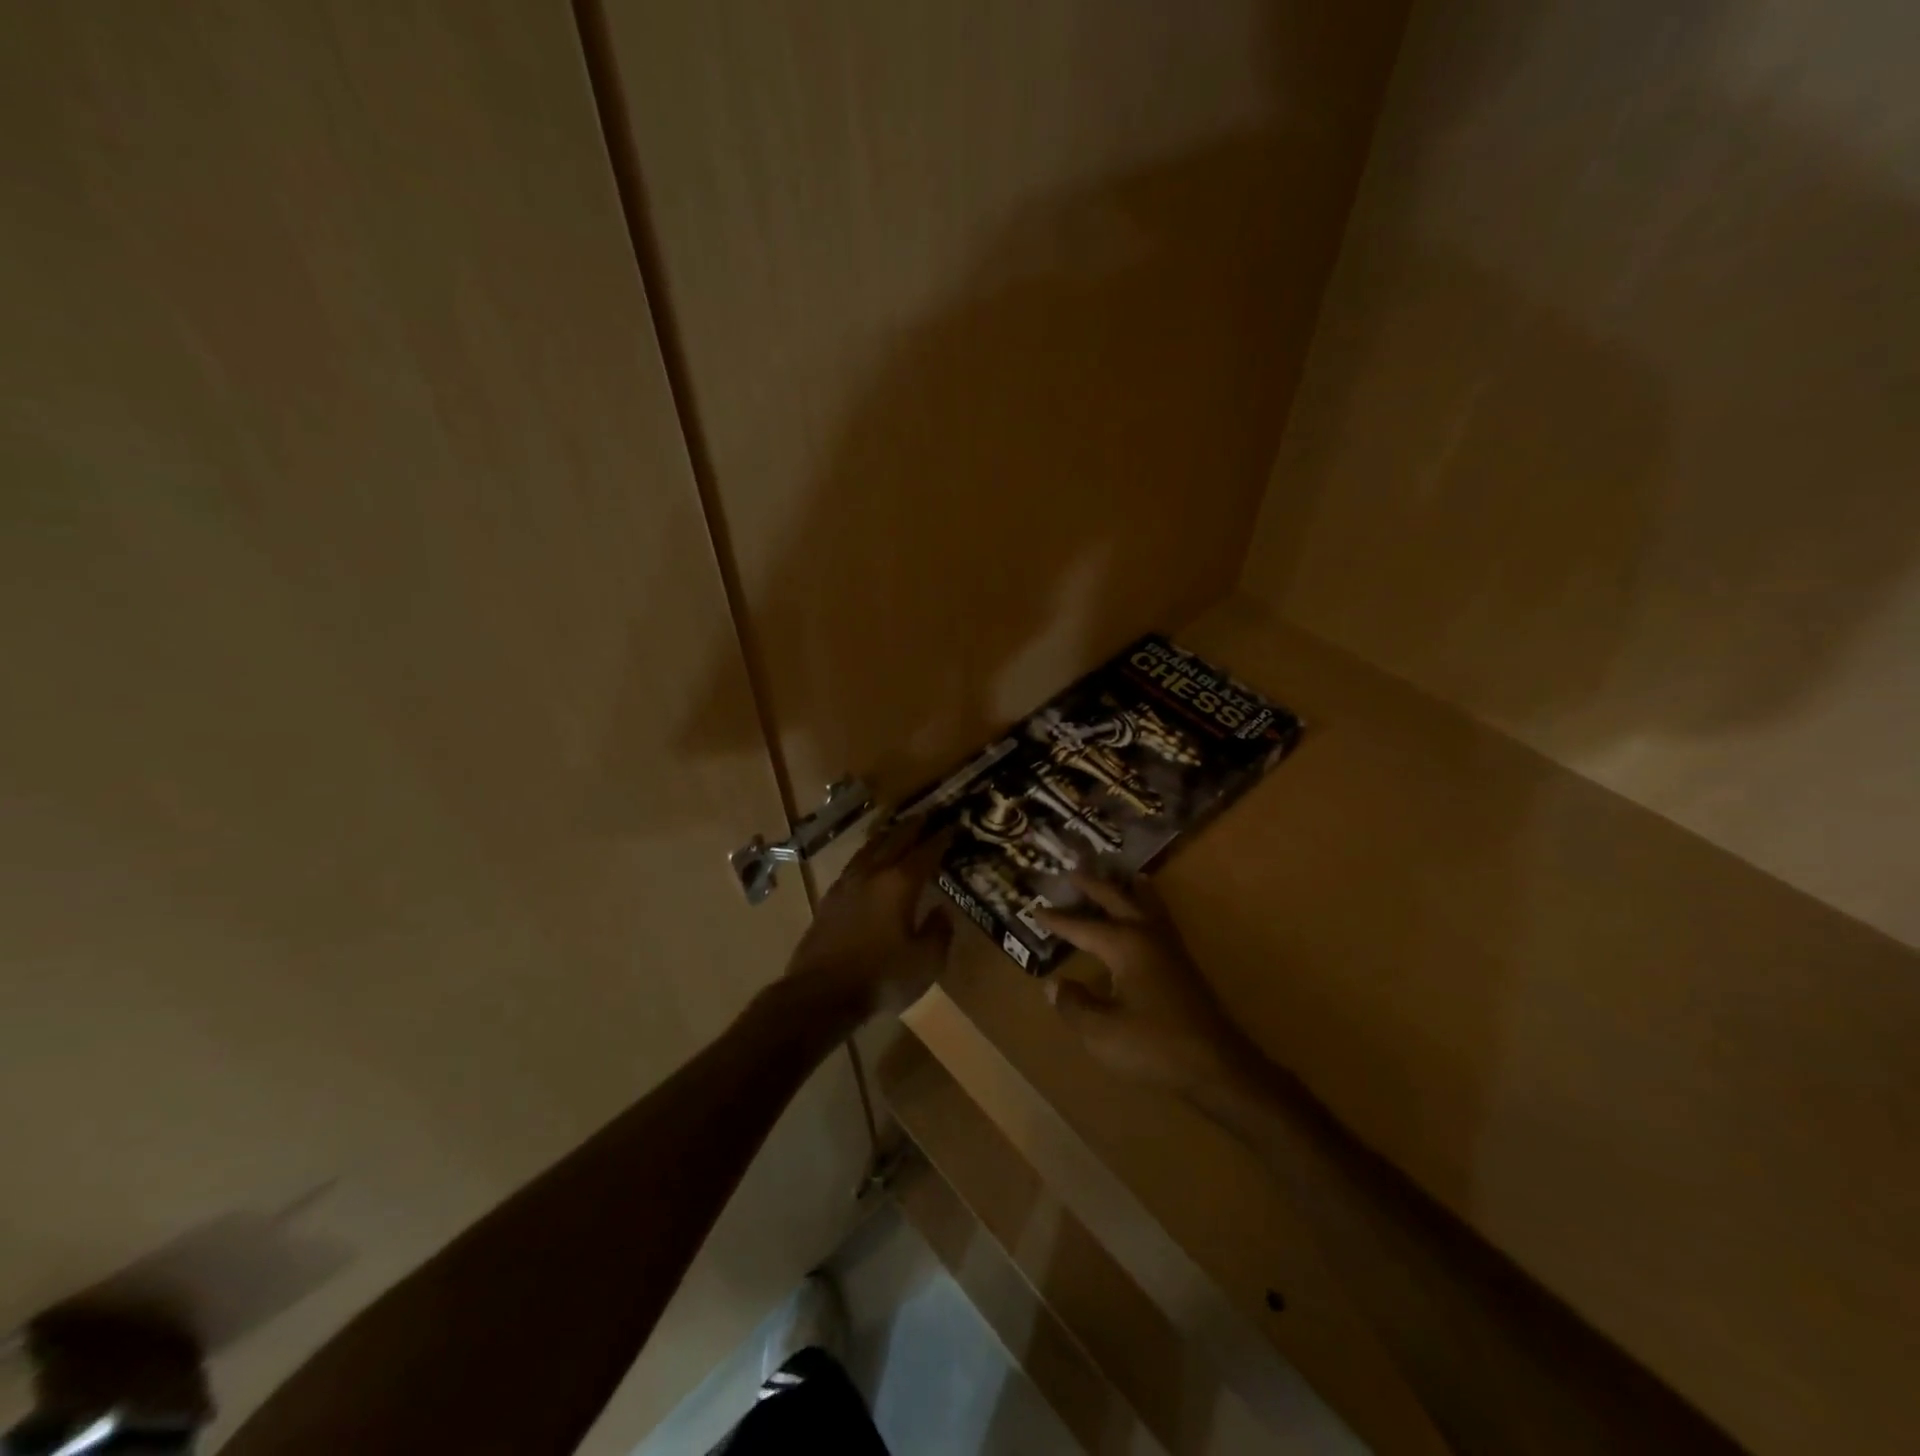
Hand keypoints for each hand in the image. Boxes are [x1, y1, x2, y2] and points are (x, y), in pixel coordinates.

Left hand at [784, 817, 954, 1019]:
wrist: (819, 994)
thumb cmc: (880, 978)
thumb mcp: (925, 963)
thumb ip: (939, 933)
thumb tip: (942, 911)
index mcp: (899, 884)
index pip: (925, 852)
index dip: (941, 838)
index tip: (953, 825)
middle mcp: (872, 875)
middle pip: (894, 840)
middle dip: (913, 826)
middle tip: (926, 815)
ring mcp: (846, 885)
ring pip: (869, 848)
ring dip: (886, 836)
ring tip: (896, 829)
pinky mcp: (828, 899)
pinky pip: (853, 865)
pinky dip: (867, 855)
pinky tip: (867, 862)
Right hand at [1035, 873, 1253, 1096]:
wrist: (1215, 1066)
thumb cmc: (1153, 1046)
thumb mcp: (1101, 1031)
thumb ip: (1074, 1004)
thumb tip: (1053, 985)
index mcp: (1125, 945)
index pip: (1082, 926)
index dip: (1057, 920)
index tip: (1034, 908)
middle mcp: (1147, 935)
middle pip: (1117, 900)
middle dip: (1094, 886)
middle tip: (1074, 870)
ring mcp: (1169, 947)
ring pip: (1145, 904)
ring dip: (1127, 888)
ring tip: (1119, 873)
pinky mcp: (1182, 963)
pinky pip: (1159, 917)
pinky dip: (1147, 904)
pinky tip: (1146, 913)